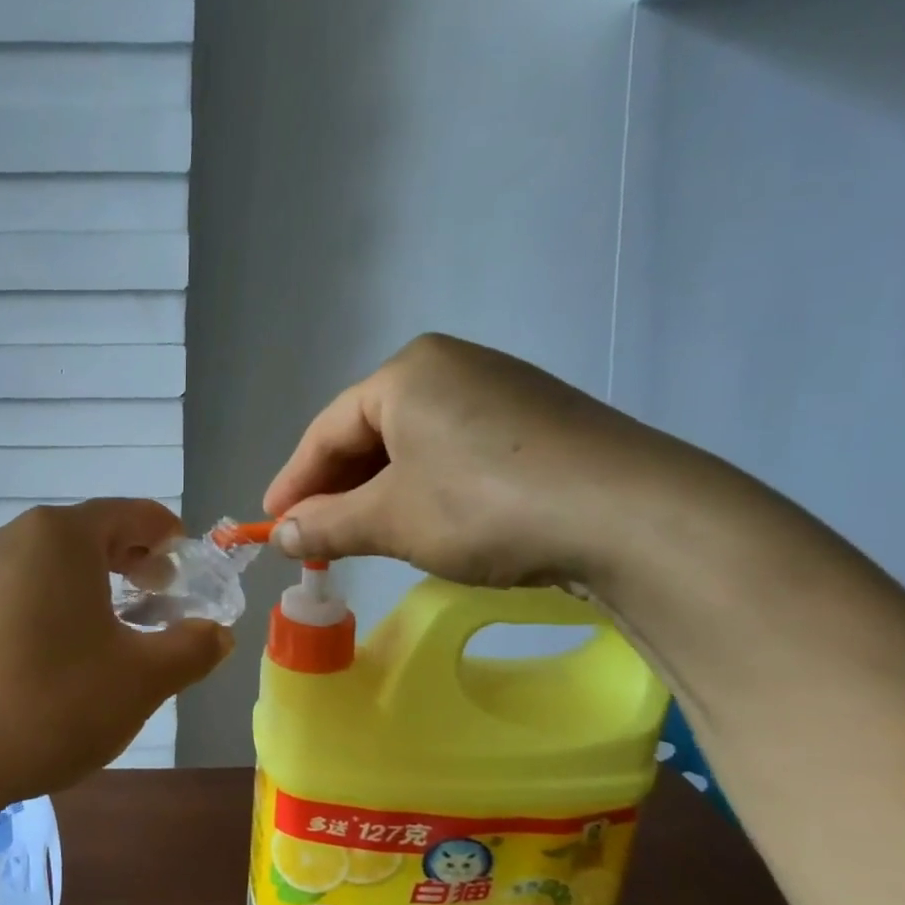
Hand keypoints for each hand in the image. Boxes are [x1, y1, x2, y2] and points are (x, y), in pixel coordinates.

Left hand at [0, 500, 232, 808]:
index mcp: (60, 535)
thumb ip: (192, 648)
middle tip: (159, 597)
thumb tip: (216, 634)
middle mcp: (13, 537)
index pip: (131, 514)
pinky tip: (59, 651)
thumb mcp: (142, 679)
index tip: (189, 566)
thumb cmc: (53, 702)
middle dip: (131, 560)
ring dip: (91, 584)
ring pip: (50, 563)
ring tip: (113, 628)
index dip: (169, 535)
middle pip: (88, 534)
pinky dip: (52, 603)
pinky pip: (18, 588)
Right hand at [263, 334, 685, 589]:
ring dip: (378, 493)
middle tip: (313, 537)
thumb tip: (280, 536)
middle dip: (336, 490)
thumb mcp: (391, 519)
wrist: (633, 517)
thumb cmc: (486, 505)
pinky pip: (454, 452)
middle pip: (369, 433)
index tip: (271, 525)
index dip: (293, 481)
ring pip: (413, 446)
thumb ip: (325, 525)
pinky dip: (425, 489)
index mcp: (407, 372)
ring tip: (361, 535)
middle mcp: (452, 367)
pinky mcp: (537, 423)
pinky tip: (424, 521)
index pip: (327, 430)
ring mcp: (501, 391)